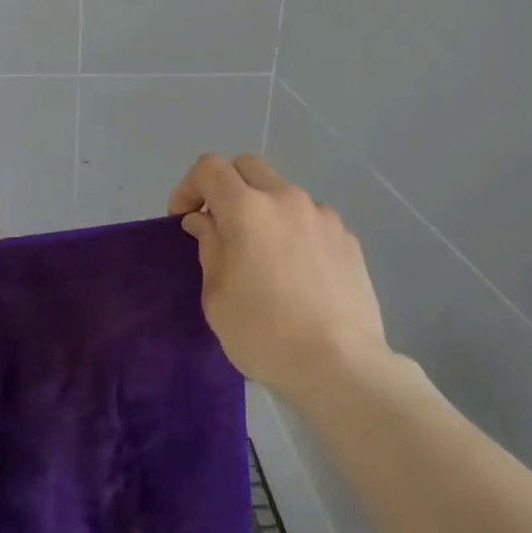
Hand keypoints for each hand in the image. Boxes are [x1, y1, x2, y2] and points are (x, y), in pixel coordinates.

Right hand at [168, 153, 388, 404]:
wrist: (340, 365)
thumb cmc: (264, 334)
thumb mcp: (217, 296)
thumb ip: (209, 247)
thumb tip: (205, 222)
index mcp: (247, 209)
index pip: (210, 168)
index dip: (189, 186)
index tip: (183, 219)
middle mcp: (287, 200)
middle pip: (248, 167)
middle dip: (225, 186)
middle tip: (218, 225)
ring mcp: (323, 216)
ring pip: (283, 193)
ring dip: (263, 210)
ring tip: (262, 254)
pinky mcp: (348, 239)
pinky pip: (311, 220)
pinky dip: (293, 231)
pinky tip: (296, 272)